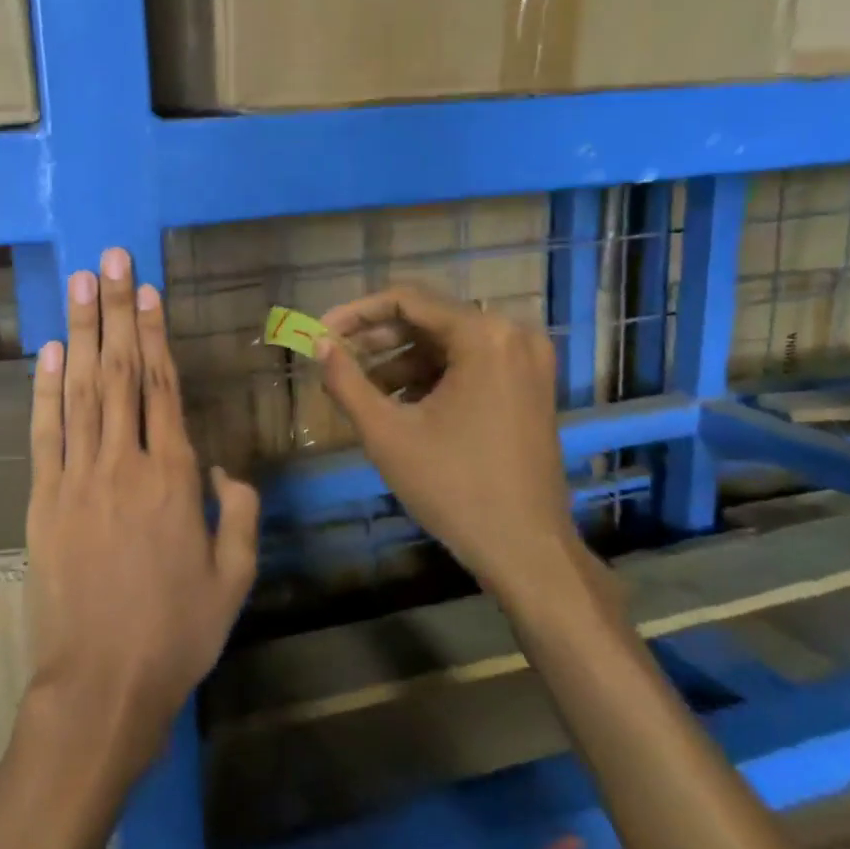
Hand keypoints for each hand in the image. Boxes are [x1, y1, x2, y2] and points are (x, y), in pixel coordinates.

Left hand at [24, 247, 259, 780]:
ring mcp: (76, 479)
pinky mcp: (43, 500)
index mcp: (173, 479)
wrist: (101, 684)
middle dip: (114, 311)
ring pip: (79, 391)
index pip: (162, 386)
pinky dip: (44, 391)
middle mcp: (123, 464)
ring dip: (79, 334)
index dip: (152, 333)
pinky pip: (45, 433)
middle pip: (119, 372)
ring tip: (79, 285)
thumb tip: (225, 469)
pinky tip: (47, 353)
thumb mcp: (233, 579)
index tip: (145, 289)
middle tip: (109, 259)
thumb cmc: (176, 633)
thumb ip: (239, 515)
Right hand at [316, 284, 591, 607]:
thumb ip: (346, 380)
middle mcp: (513, 335)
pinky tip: (399, 404)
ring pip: (448, 344)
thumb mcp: (386, 432)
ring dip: (400, 361)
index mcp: (483, 336)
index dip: (356, 313)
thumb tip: (319, 344)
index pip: (407, 300)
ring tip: (361, 389)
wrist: (525, 548)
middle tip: (335, 358)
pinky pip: (470, 364)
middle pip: (429, 319)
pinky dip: (431, 377)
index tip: (320, 332)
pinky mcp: (530, 386)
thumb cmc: (452, 486)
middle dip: (377, 339)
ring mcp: (527, 361)